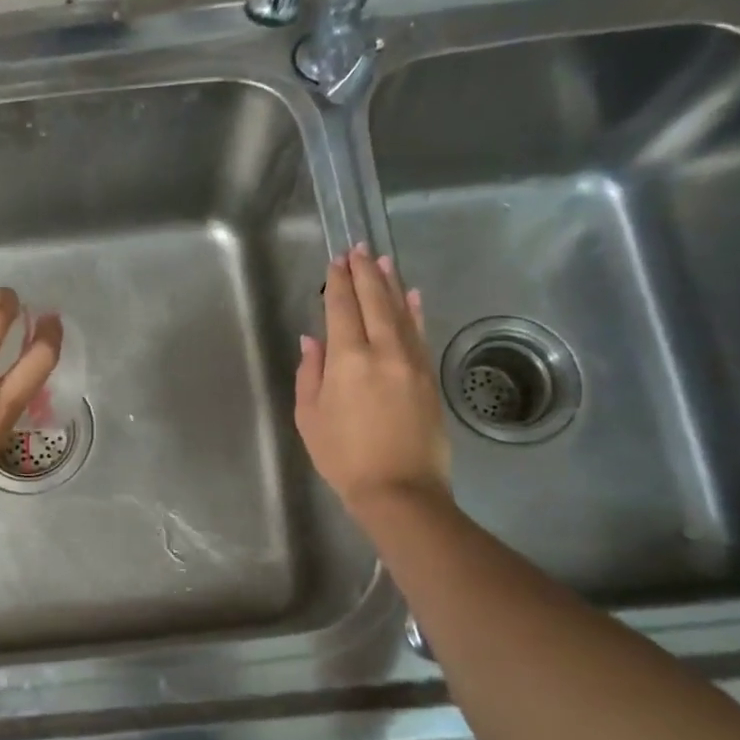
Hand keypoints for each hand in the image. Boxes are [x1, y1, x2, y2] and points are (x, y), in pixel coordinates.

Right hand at [295, 244, 451, 521]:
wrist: (400, 489)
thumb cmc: (343, 457)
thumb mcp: (310, 418)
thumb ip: (310, 373)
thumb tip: (313, 339)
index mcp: (348, 360)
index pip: (342, 309)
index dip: (339, 283)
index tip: (336, 262)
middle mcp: (383, 351)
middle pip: (375, 302)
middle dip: (365, 273)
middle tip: (359, 250)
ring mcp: (412, 362)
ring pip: (401, 312)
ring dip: (391, 284)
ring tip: (384, 261)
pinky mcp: (429, 376)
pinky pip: (421, 333)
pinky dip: (415, 311)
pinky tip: (412, 296)